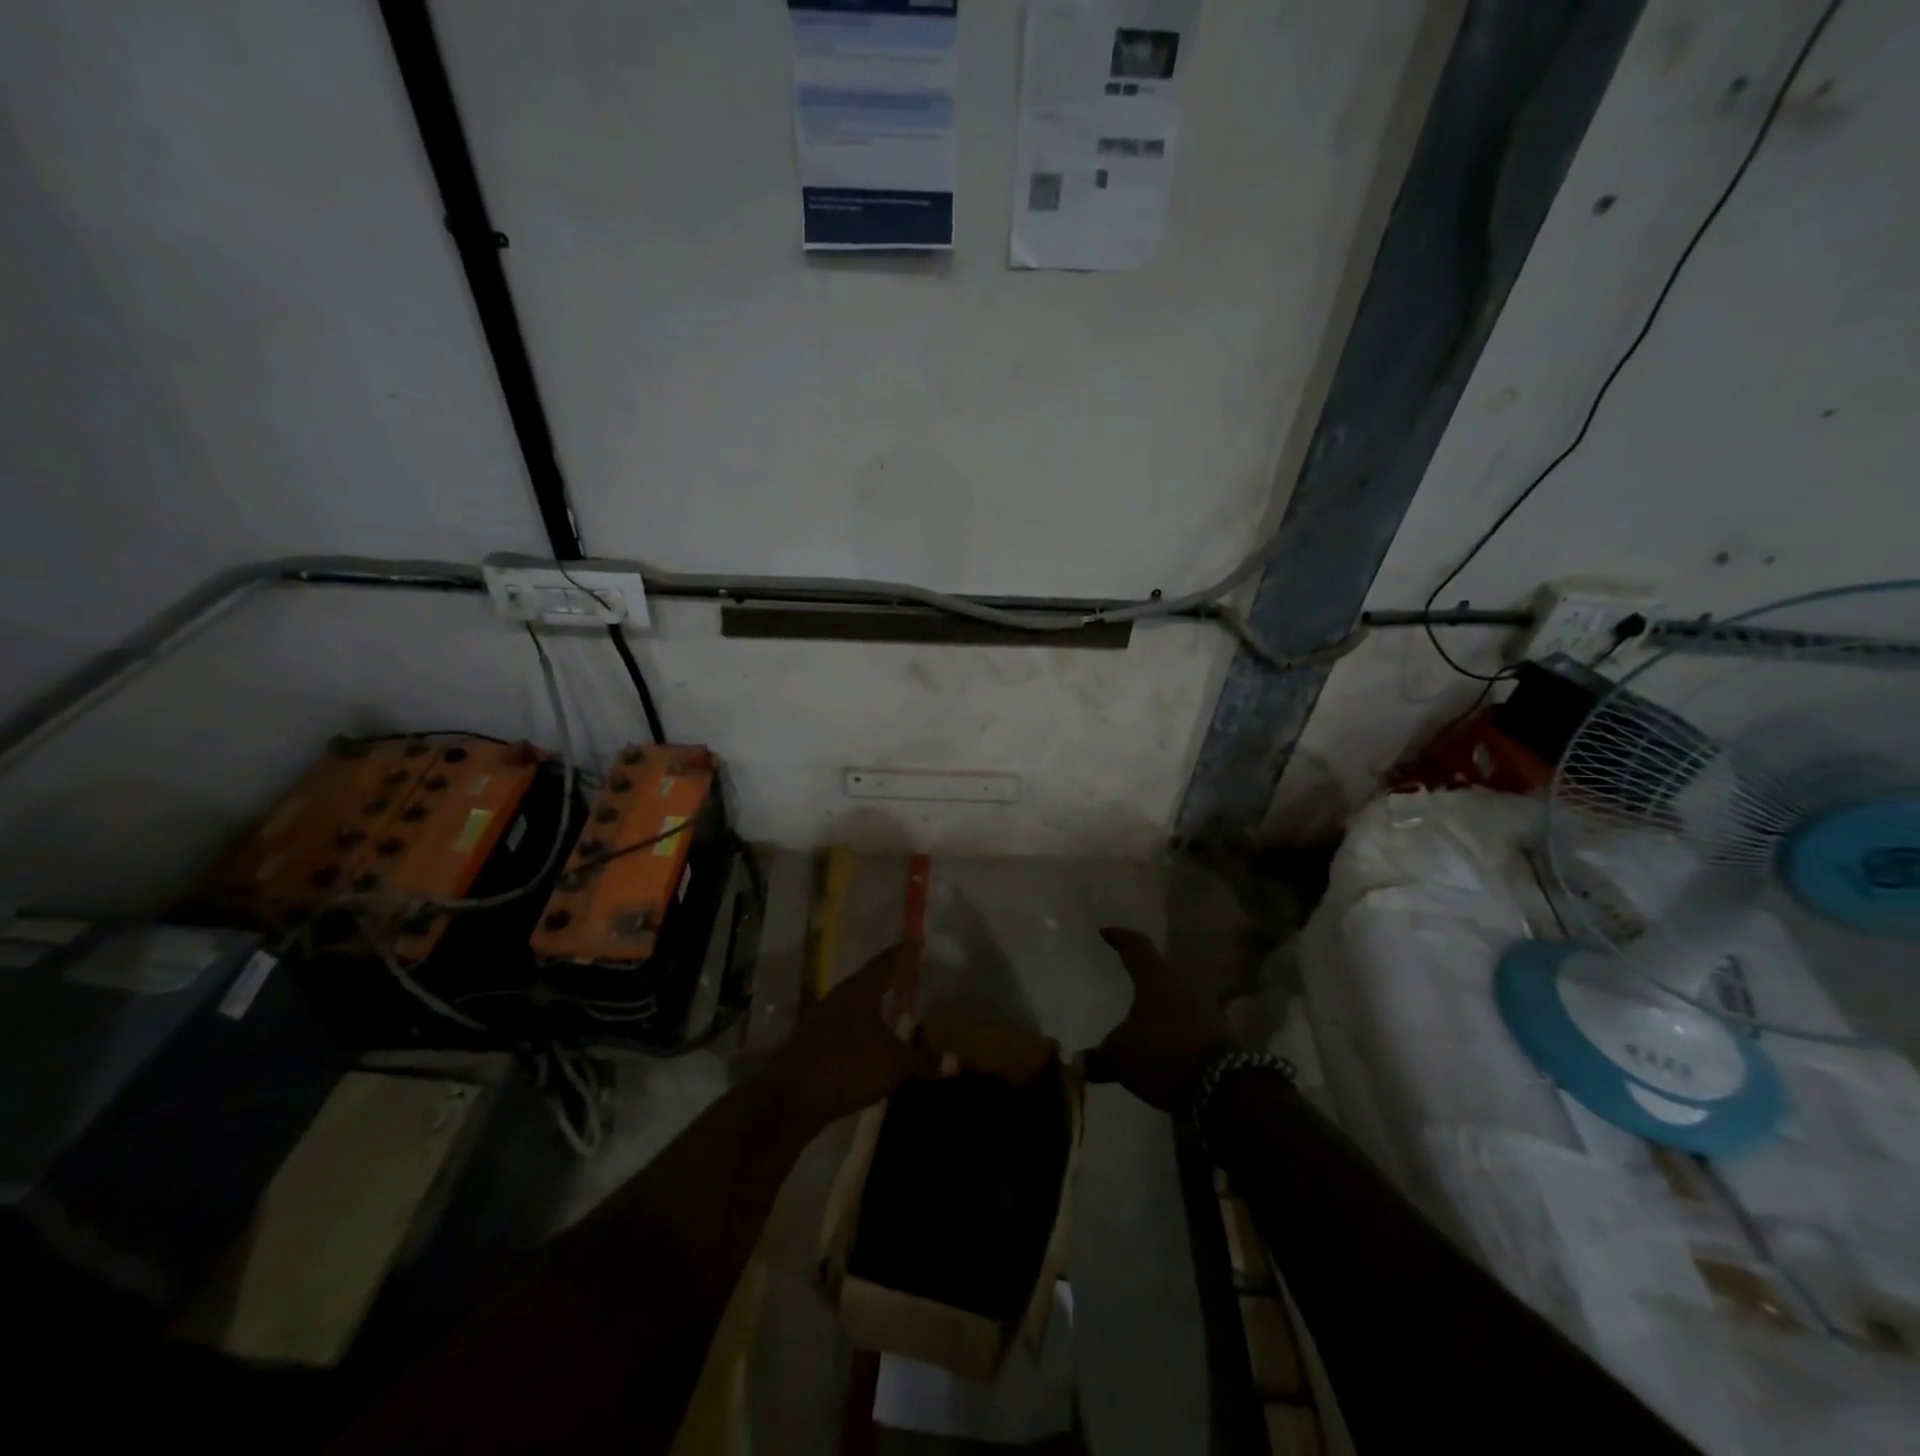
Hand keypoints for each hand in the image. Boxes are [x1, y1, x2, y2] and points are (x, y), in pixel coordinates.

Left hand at [766, 942, 931, 1126]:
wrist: (793, 1097)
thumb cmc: (849, 1066)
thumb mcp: (894, 1064)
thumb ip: (923, 1061)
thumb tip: (954, 1062)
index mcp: (860, 990)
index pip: (885, 963)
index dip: (901, 954)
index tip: (913, 942)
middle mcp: (839, 996)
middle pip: (866, 979)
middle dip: (886, 974)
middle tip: (904, 969)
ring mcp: (821, 1018)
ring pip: (853, 1001)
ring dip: (871, 1001)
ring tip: (889, 1000)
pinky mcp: (811, 1041)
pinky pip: (842, 1023)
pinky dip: (859, 1023)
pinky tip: (868, 1034)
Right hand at [1083, 927, 1232, 1111]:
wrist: (1222, 1087)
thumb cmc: (1162, 1054)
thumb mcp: (1120, 1057)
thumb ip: (1097, 1058)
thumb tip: (1077, 1062)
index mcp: (1155, 979)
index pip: (1136, 946)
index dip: (1119, 937)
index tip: (1104, 932)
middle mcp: (1181, 985)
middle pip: (1158, 969)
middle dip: (1141, 970)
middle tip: (1124, 971)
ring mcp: (1203, 1008)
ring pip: (1174, 995)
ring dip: (1158, 1000)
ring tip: (1140, 1010)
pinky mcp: (1216, 1032)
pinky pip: (1187, 1019)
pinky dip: (1171, 1023)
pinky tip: (1160, 1038)